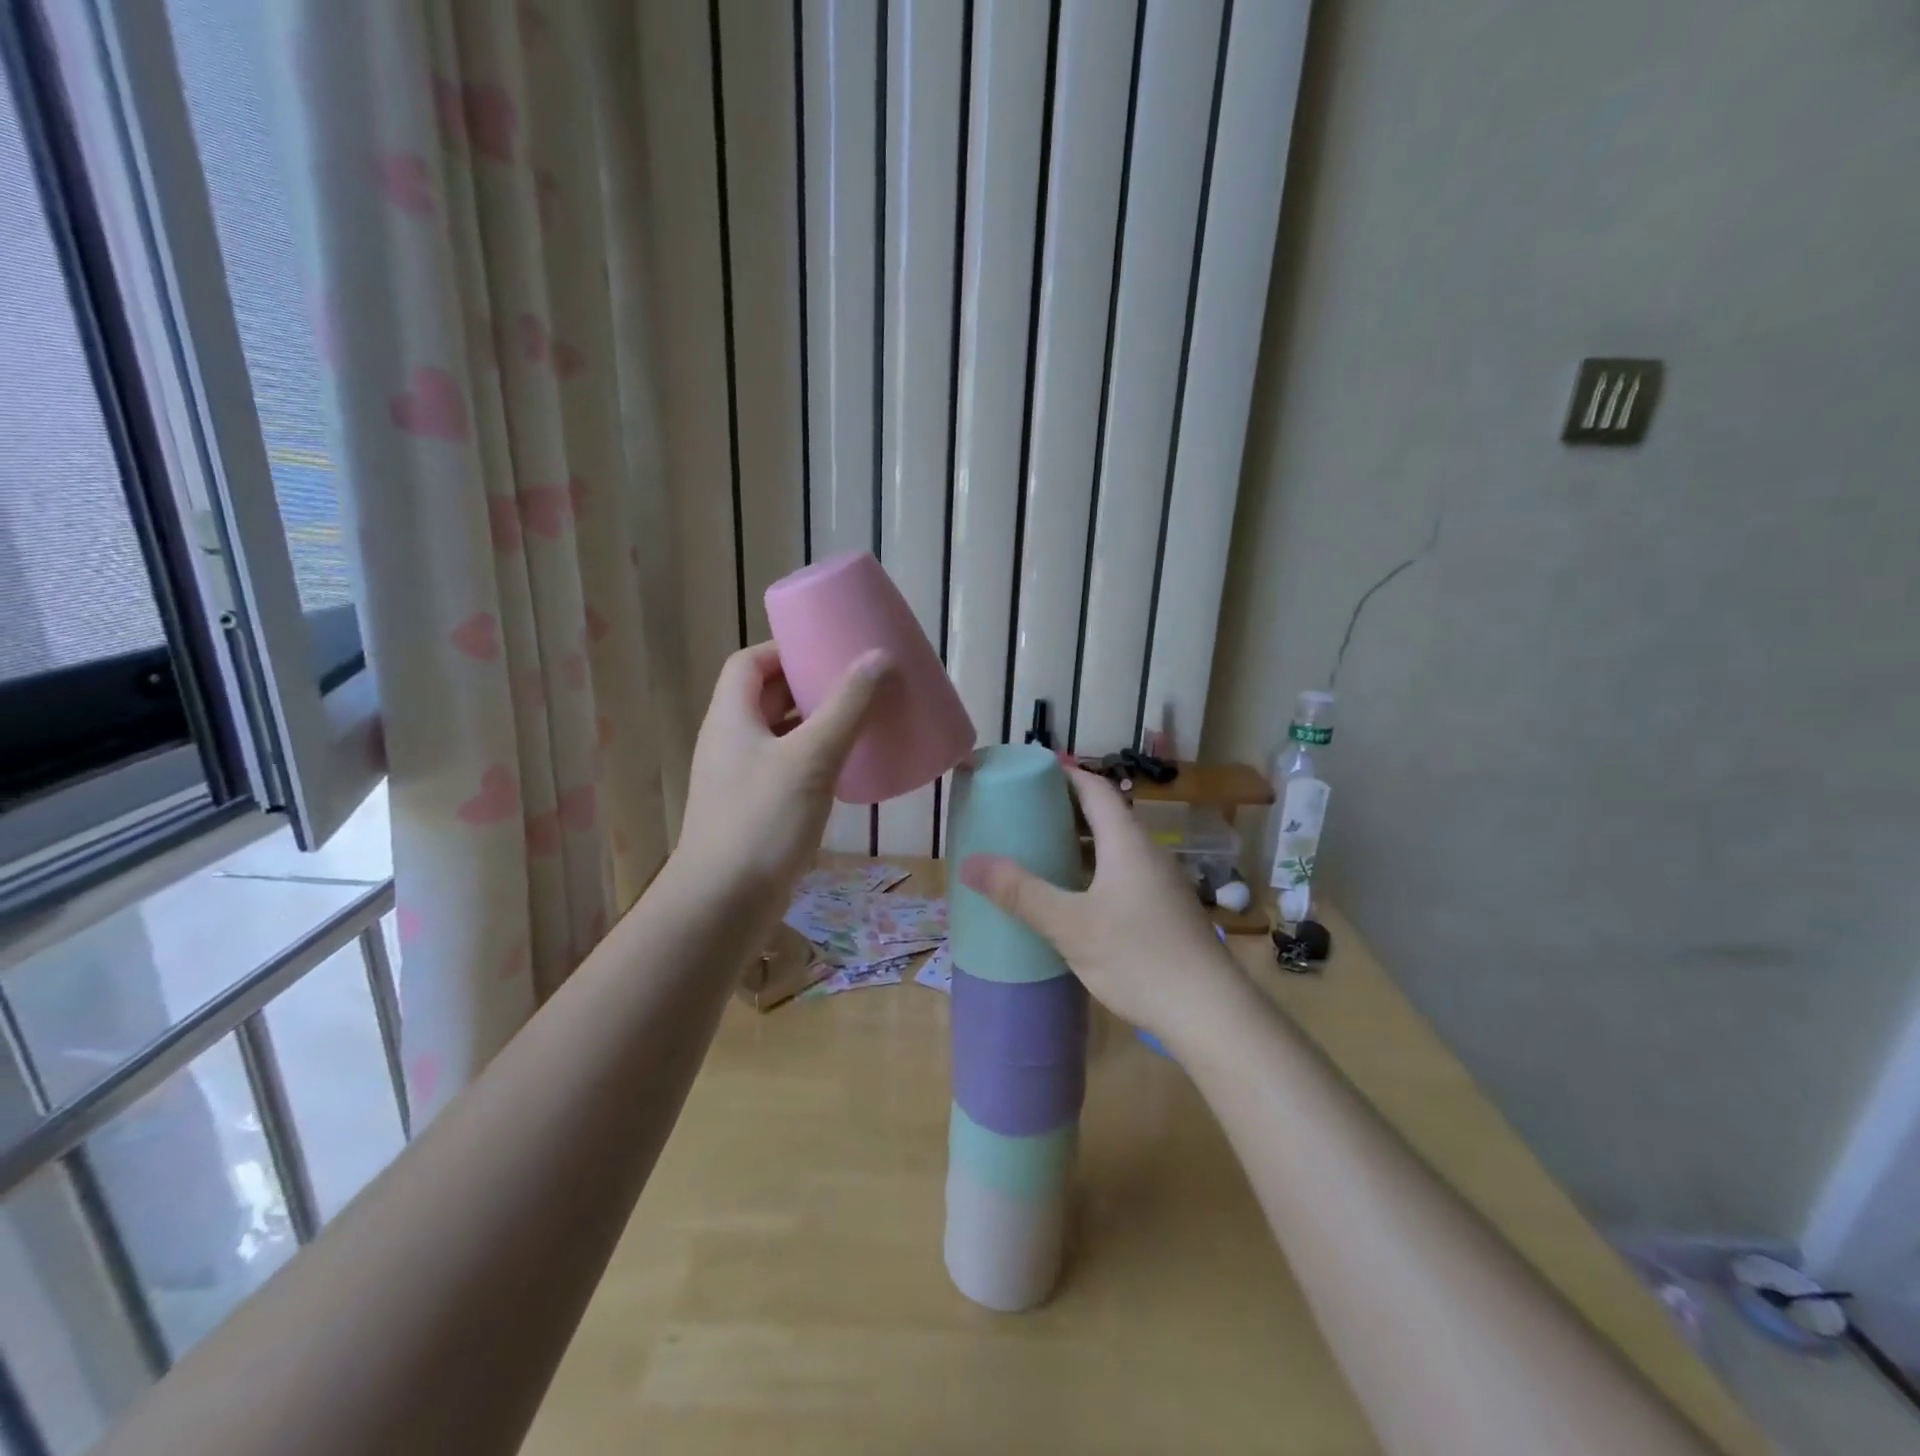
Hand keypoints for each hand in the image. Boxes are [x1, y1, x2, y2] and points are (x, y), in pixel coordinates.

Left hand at [674, 641, 889, 906]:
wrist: (724, 903)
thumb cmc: (762, 820)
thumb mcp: (810, 757)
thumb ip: (846, 707)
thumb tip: (879, 658)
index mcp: (731, 717)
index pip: (749, 663)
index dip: (783, 649)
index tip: (826, 647)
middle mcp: (730, 741)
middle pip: (766, 696)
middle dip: (808, 685)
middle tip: (854, 680)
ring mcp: (741, 778)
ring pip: (780, 735)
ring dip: (815, 723)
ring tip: (858, 718)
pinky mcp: (756, 809)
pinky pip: (788, 768)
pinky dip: (815, 759)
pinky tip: (847, 768)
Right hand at [959, 764, 1250, 1049]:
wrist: (1210, 1013)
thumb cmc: (1139, 957)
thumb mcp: (1071, 926)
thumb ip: (1021, 893)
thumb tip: (969, 863)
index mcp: (1127, 842)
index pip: (1094, 789)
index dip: (1064, 774)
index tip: (1030, 771)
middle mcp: (1147, 853)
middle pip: (1104, 816)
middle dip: (1064, 810)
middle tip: (1022, 813)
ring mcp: (1159, 883)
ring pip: (1113, 849)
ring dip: (1078, 844)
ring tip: (1039, 851)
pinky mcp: (1163, 911)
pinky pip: (1121, 875)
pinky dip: (1092, 872)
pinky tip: (1072, 898)